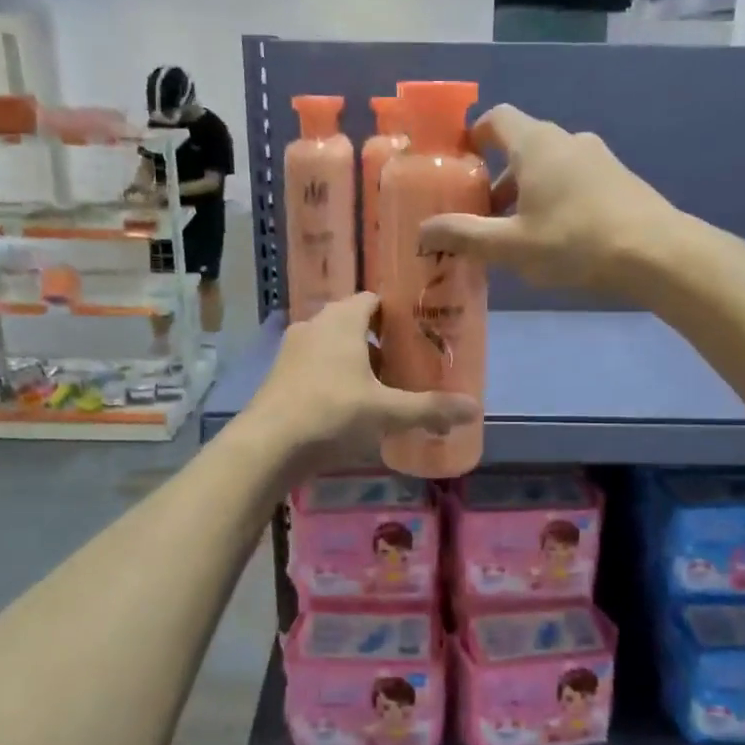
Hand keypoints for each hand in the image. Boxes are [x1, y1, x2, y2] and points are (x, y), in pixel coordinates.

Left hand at [242, 293, 479, 472]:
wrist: (268, 445)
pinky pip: (315, 364)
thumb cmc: (332, 413)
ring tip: (381, 386)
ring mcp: (292, 349)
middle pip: (353, 321)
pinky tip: (349, 405)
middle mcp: (314, 325)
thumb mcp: (387, 412)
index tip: (417, 331)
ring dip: (355, 359)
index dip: (396, 312)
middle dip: (379, 339)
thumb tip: (475, 409)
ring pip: (332, 344)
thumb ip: (430, 408)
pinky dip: (333, 375)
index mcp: (341, 320)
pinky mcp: (279, 374)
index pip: (372, 298)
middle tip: (406, 361)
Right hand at [418, 104, 679, 298]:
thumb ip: (464, 236)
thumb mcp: (510, 245)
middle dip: (497, 179)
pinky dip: (555, 199)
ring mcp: (598, 158)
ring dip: (526, 193)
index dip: (474, 135)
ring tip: (517, 235)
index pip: (497, 118)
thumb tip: (422, 231)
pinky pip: (575, 181)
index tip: (460, 163)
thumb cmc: (574, 241)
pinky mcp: (619, 180)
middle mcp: (567, 140)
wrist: (657, 253)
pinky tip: (556, 239)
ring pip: (549, 167)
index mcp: (536, 144)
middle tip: (482, 216)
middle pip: (521, 147)